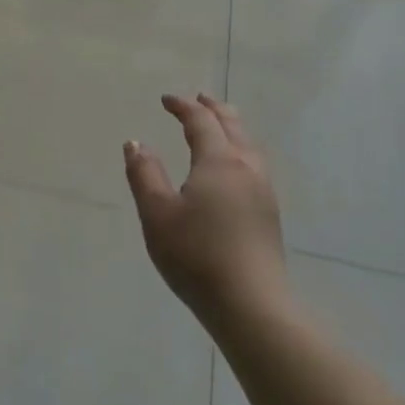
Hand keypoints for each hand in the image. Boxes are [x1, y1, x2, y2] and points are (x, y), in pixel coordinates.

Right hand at [124, 93, 286, 328]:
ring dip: (231, 128)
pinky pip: (255, 164)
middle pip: (233, 126)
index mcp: (219, 161)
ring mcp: (263, 192)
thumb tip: (135, 142)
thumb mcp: (157, 213)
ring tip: (219, 126)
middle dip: (214, 109)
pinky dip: (240, 149)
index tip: (166, 100)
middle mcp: (246, 168)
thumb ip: (144, 174)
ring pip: (249, 145)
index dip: (183, 106)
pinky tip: (234, 168)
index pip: (201, 121)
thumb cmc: (197, 254)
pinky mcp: (269, 214)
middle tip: (199, 99)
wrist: (252, 305)